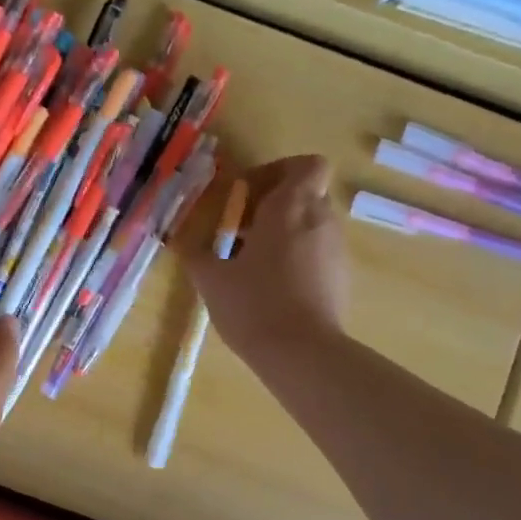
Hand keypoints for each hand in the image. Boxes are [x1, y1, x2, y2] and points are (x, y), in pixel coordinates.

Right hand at [178, 155, 347, 361]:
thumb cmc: (253, 304)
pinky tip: (271, 287)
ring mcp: (336, 250)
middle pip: (305, 194)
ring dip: (283, 232)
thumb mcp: (211, 278)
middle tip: (240, 230)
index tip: (247, 196)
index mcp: (290, 208)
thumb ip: (194, 252)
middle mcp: (321, 220)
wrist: (302, 354)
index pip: (306, 165)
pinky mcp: (341, 278)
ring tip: (251, 263)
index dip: (278, 171)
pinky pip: (318, 252)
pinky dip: (296, 257)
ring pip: (311, 224)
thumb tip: (179, 240)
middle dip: (273, 205)